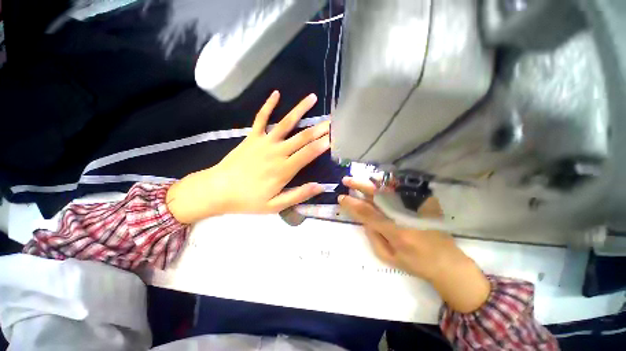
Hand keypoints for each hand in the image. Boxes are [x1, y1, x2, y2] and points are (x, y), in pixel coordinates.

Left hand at [167, 91, 329, 222]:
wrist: (218, 190)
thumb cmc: (248, 200)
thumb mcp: (275, 205)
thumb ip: (298, 195)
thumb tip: (320, 187)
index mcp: (284, 169)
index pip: (308, 153)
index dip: (323, 145)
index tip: (336, 136)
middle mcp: (277, 152)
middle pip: (302, 137)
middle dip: (320, 128)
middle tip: (333, 120)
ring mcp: (264, 142)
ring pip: (286, 123)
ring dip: (300, 110)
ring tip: (312, 98)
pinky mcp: (252, 136)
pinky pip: (261, 117)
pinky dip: (268, 105)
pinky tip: (276, 93)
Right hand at [339, 177, 490, 312]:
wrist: (447, 262)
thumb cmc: (416, 264)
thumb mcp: (389, 257)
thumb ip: (373, 236)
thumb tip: (363, 219)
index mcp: (396, 232)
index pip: (367, 213)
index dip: (352, 204)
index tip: (341, 198)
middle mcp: (405, 215)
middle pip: (378, 195)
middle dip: (359, 185)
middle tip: (346, 180)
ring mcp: (416, 206)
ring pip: (389, 188)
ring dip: (371, 182)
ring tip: (359, 180)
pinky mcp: (424, 202)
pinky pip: (401, 188)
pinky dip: (387, 183)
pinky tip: (377, 182)